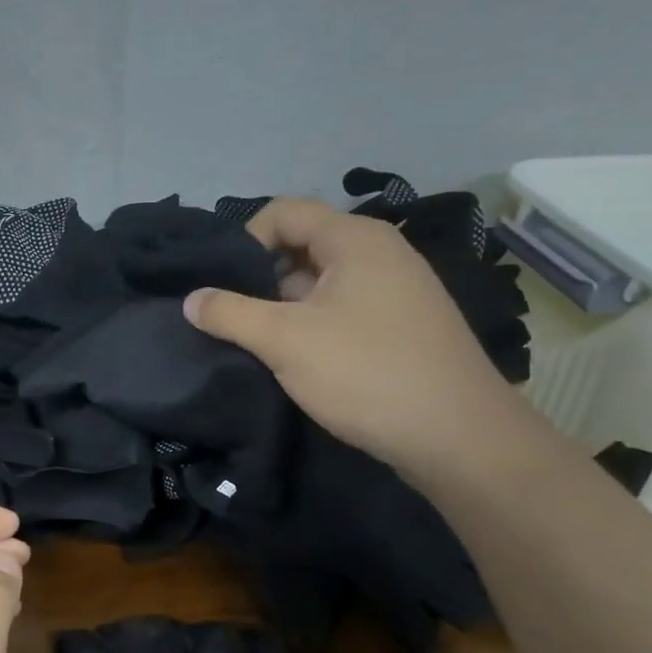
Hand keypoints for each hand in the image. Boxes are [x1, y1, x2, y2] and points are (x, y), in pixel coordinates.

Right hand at [184, 197, 533, 474]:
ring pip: (321, 282)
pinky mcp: (402, 325)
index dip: (244, 241)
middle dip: (261, 278)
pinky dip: (313, 324)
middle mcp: (381, 253)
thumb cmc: (367, 373)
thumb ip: (230, 314)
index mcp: (356, 239)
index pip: (283, 213)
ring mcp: (397, 290)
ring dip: (284, 307)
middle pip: (302, 245)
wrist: (460, 439)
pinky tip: (297, 360)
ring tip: (258, 343)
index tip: (222, 285)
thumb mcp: (285, 341)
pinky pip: (344, 308)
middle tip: (233, 317)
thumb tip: (191, 299)